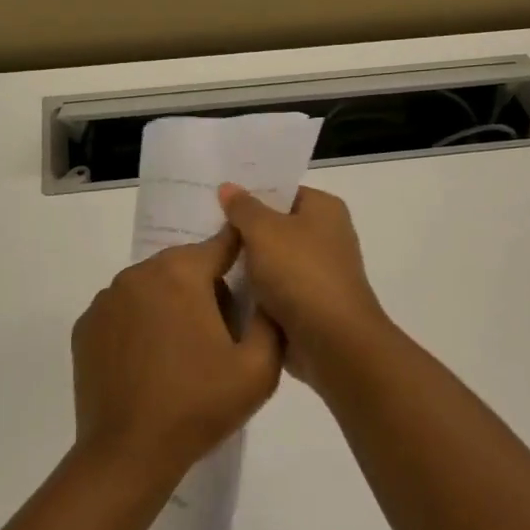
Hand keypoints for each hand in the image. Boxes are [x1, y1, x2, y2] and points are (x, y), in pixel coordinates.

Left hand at [72, 227, 283, 493]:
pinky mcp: (85, 327)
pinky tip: (149, 362)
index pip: (221, 244)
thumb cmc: (199, 406)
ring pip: (151, 286)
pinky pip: (123, 310)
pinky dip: (140, 323)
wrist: (128, 453)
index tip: (253, 274)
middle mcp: (138, 274)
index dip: (242, 255)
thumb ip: (271, 319)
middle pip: (184, 265)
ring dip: (170, 304)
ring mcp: (105, 300)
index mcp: (180, 274)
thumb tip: (268, 291)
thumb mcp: (259, 368)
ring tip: (183, 352)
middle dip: (206, 287)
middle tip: (221, 332)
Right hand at [217, 184, 392, 391]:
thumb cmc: (300, 274)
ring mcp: (317, 274)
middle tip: (198, 228)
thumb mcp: (264, 231)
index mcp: (323, 209)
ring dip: (242, 265)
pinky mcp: (306, 306)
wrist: (331, 342)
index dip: (248, 193)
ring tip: (199, 258)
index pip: (281, 192)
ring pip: (269, 262)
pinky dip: (250, 293)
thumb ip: (243, 208)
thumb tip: (228, 187)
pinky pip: (271, 291)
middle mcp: (325, 237)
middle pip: (274, 227)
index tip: (211, 199)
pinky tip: (216, 290)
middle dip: (240, 231)